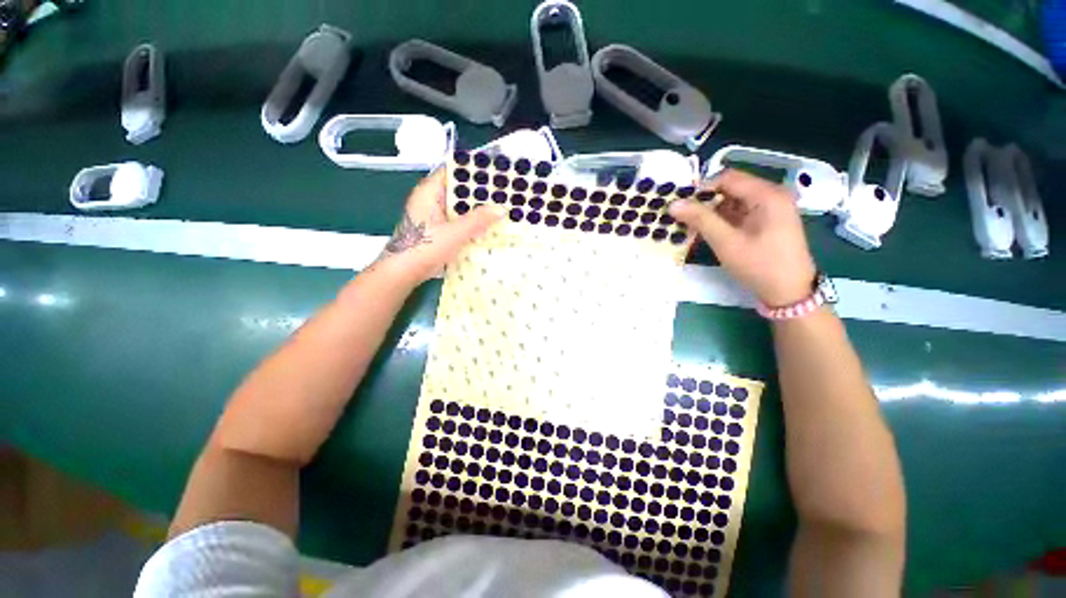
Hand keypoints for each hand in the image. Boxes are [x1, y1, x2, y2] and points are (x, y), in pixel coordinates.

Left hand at [375, 169, 501, 285]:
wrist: (404, 273)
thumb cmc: (425, 247)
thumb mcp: (455, 233)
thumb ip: (478, 220)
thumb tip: (502, 208)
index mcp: (429, 192)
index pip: (453, 172)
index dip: (473, 171)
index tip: (495, 174)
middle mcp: (430, 200)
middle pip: (458, 191)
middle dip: (479, 195)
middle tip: (504, 195)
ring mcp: (433, 216)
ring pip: (459, 208)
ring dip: (476, 212)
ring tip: (500, 211)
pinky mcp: (437, 230)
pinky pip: (457, 222)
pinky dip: (470, 224)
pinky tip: (487, 229)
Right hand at [669, 169, 816, 306]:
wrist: (789, 293)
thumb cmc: (760, 266)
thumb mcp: (726, 242)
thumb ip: (700, 220)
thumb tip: (673, 204)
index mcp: (767, 195)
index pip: (727, 178)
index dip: (701, 189)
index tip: (681, 207)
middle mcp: (771, 195)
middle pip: (730, 189)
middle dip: (704, 203)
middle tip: (682, 219)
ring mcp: (770, 209)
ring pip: (732, 202)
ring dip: (710, 213)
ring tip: (691, 228)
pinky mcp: (766, 222)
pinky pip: (738, 213)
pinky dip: (721, 221)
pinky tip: (707, 233)